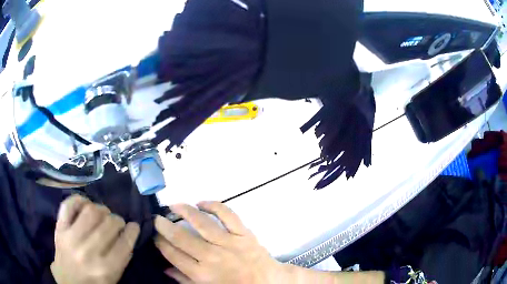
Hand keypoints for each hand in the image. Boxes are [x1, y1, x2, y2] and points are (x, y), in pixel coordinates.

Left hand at [51, 195, 139, 283]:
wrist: (69, 283)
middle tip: (117, 223)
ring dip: (101, 209)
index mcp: (105, 269)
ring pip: (91, 211)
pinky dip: (78, 200)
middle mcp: (88, 252)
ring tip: (103, 213)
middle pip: (109, 224)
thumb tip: (128, 234)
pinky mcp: (59, 229)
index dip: (132, 231)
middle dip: (118, 220)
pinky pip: (68, 205)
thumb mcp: (113, 278)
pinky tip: (85, 204)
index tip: (134, 226)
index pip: (124, 244)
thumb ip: (122, 258)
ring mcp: (71, 237)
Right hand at [154, 202, 288, 283]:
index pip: (174, 255)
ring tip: (174, 205)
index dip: (160, 242)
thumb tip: (165, 268)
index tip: (153, 234)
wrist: (269, 282)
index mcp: (202, 274)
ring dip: (185, 211)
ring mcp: (230, 243)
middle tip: (156, 218)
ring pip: (202, 223)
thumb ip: (186, 280)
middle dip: (165, 226)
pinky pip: (228, 215)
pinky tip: (201, 203)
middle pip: (182, 238)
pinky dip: (214, 206)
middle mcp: (213, 257)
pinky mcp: (245, 234)